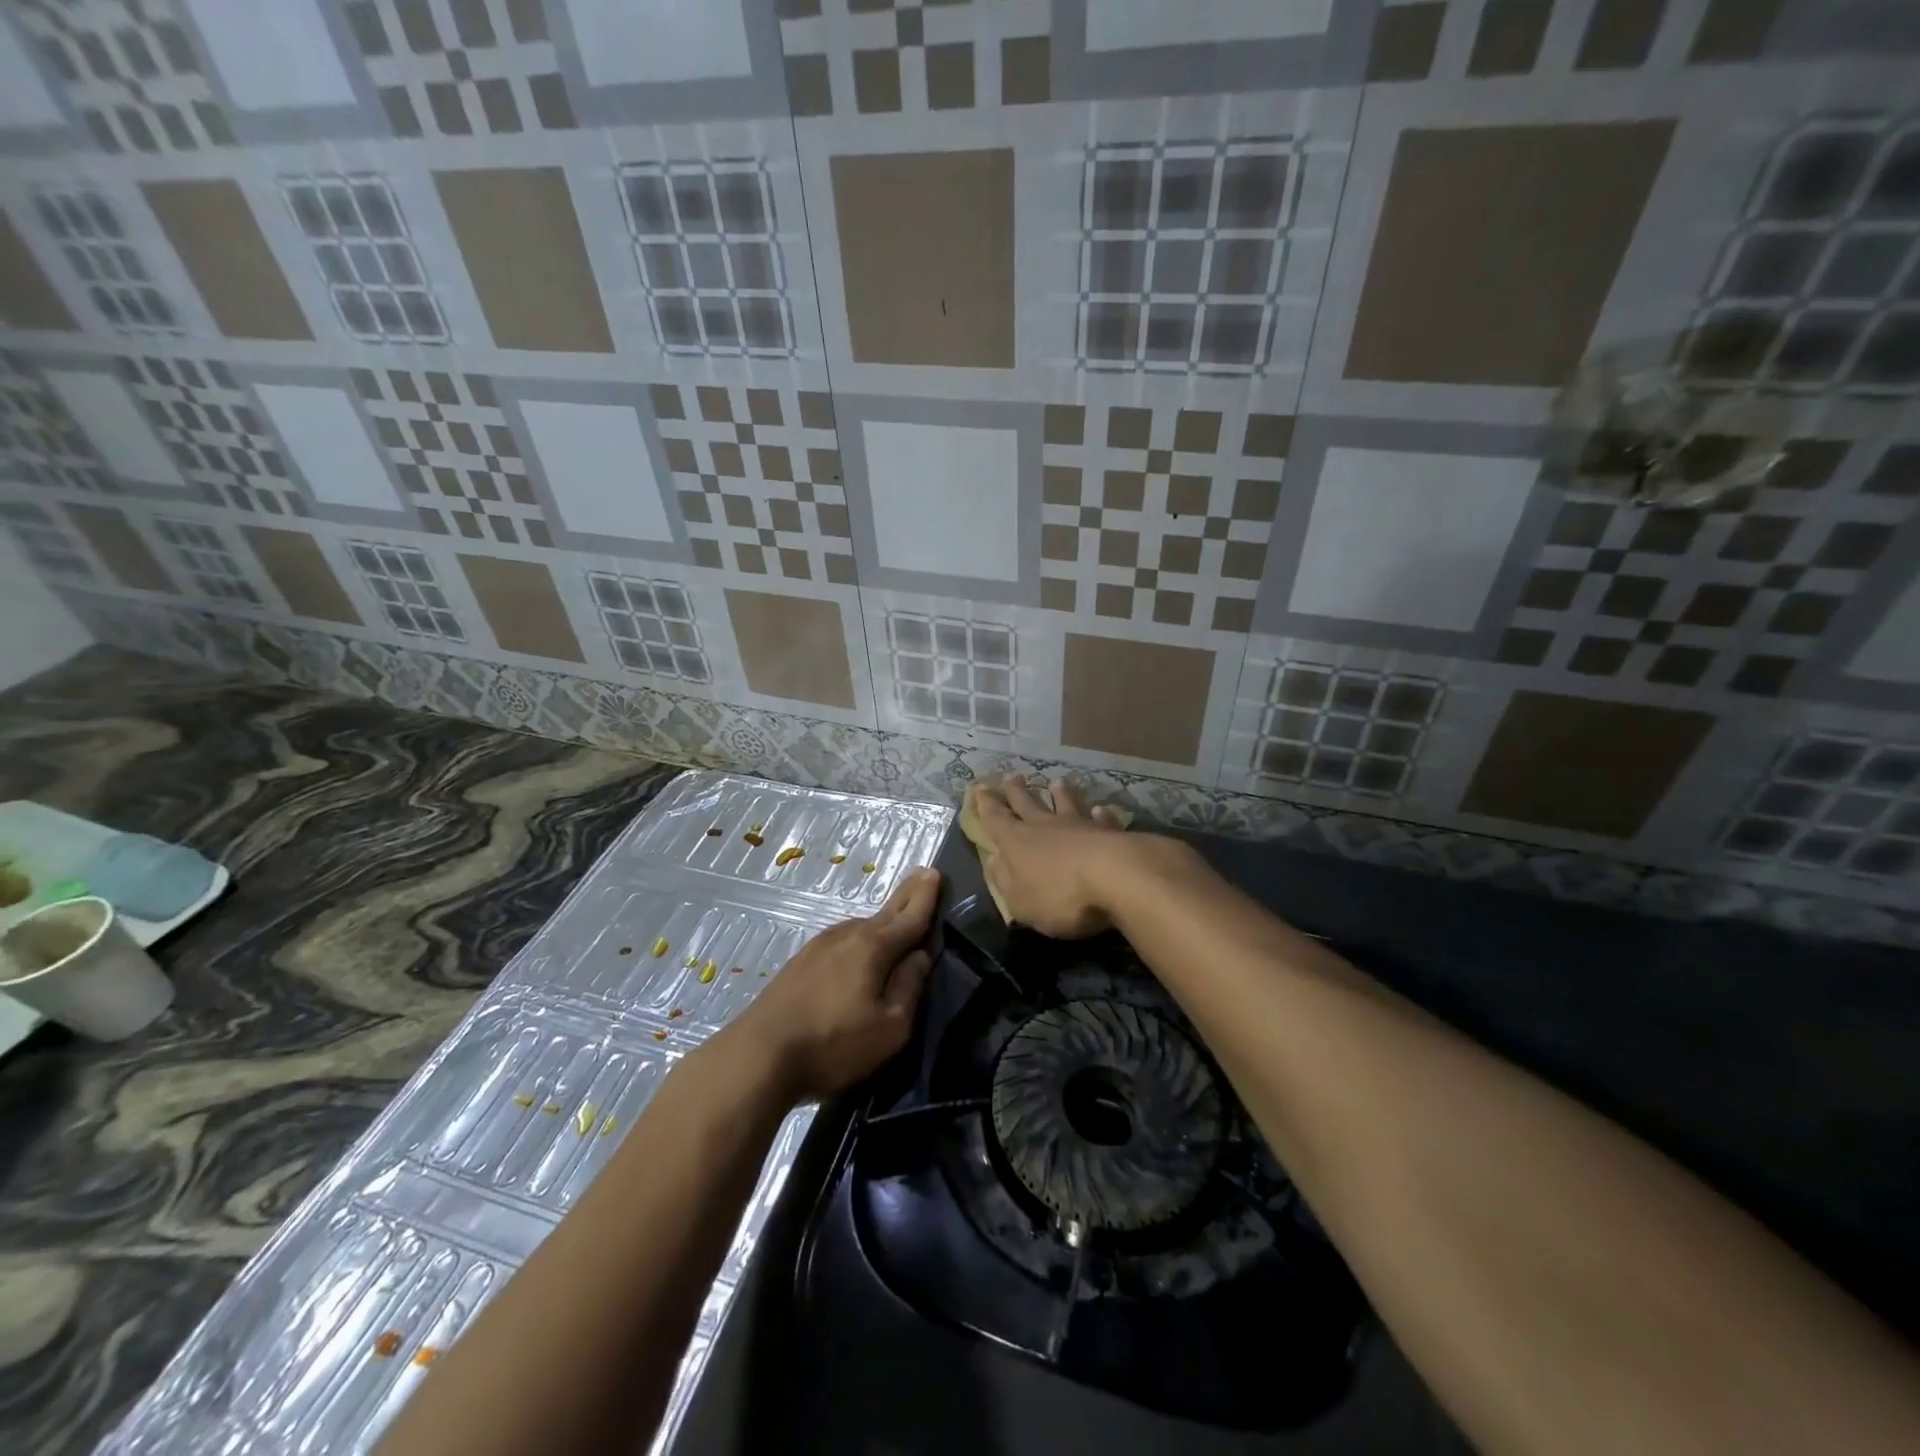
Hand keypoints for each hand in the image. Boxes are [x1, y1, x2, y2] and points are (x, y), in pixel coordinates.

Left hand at [725, 868, 938, 1102]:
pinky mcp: (799, 964)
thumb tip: (920, 957)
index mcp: (873, 947)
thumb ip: (909, 988)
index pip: (909, 916)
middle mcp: (846, 936)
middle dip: (906, 897)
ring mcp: (818, 947)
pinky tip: (857, 954)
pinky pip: (841, 943)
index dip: (925, 896)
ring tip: (896, 923)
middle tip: (921, 876)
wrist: (758, 1056)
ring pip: (860, 929)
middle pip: (884, 914)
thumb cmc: (833, 1044)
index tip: (935, 871)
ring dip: (881, 923)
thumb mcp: (889, 1028)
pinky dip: (858, 941)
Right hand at [964, 776, 1131, 938]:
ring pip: (1065, 804)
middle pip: (1027, 803)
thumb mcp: (1019, 900)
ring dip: (1060, 794)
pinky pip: (1101, 819)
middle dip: (1016, 791)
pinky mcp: (1110, 833)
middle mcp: (1045, 826)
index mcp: (1016, 842)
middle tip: (1011, 775)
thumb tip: (993, 860)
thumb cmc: (1059, 895)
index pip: (995, 819)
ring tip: (1057, 781)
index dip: (985, 805)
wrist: (1116, 878)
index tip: (979, 787)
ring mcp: (1079, 826)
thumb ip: (1004, 879)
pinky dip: (1099, 814)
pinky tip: (1101, 809)